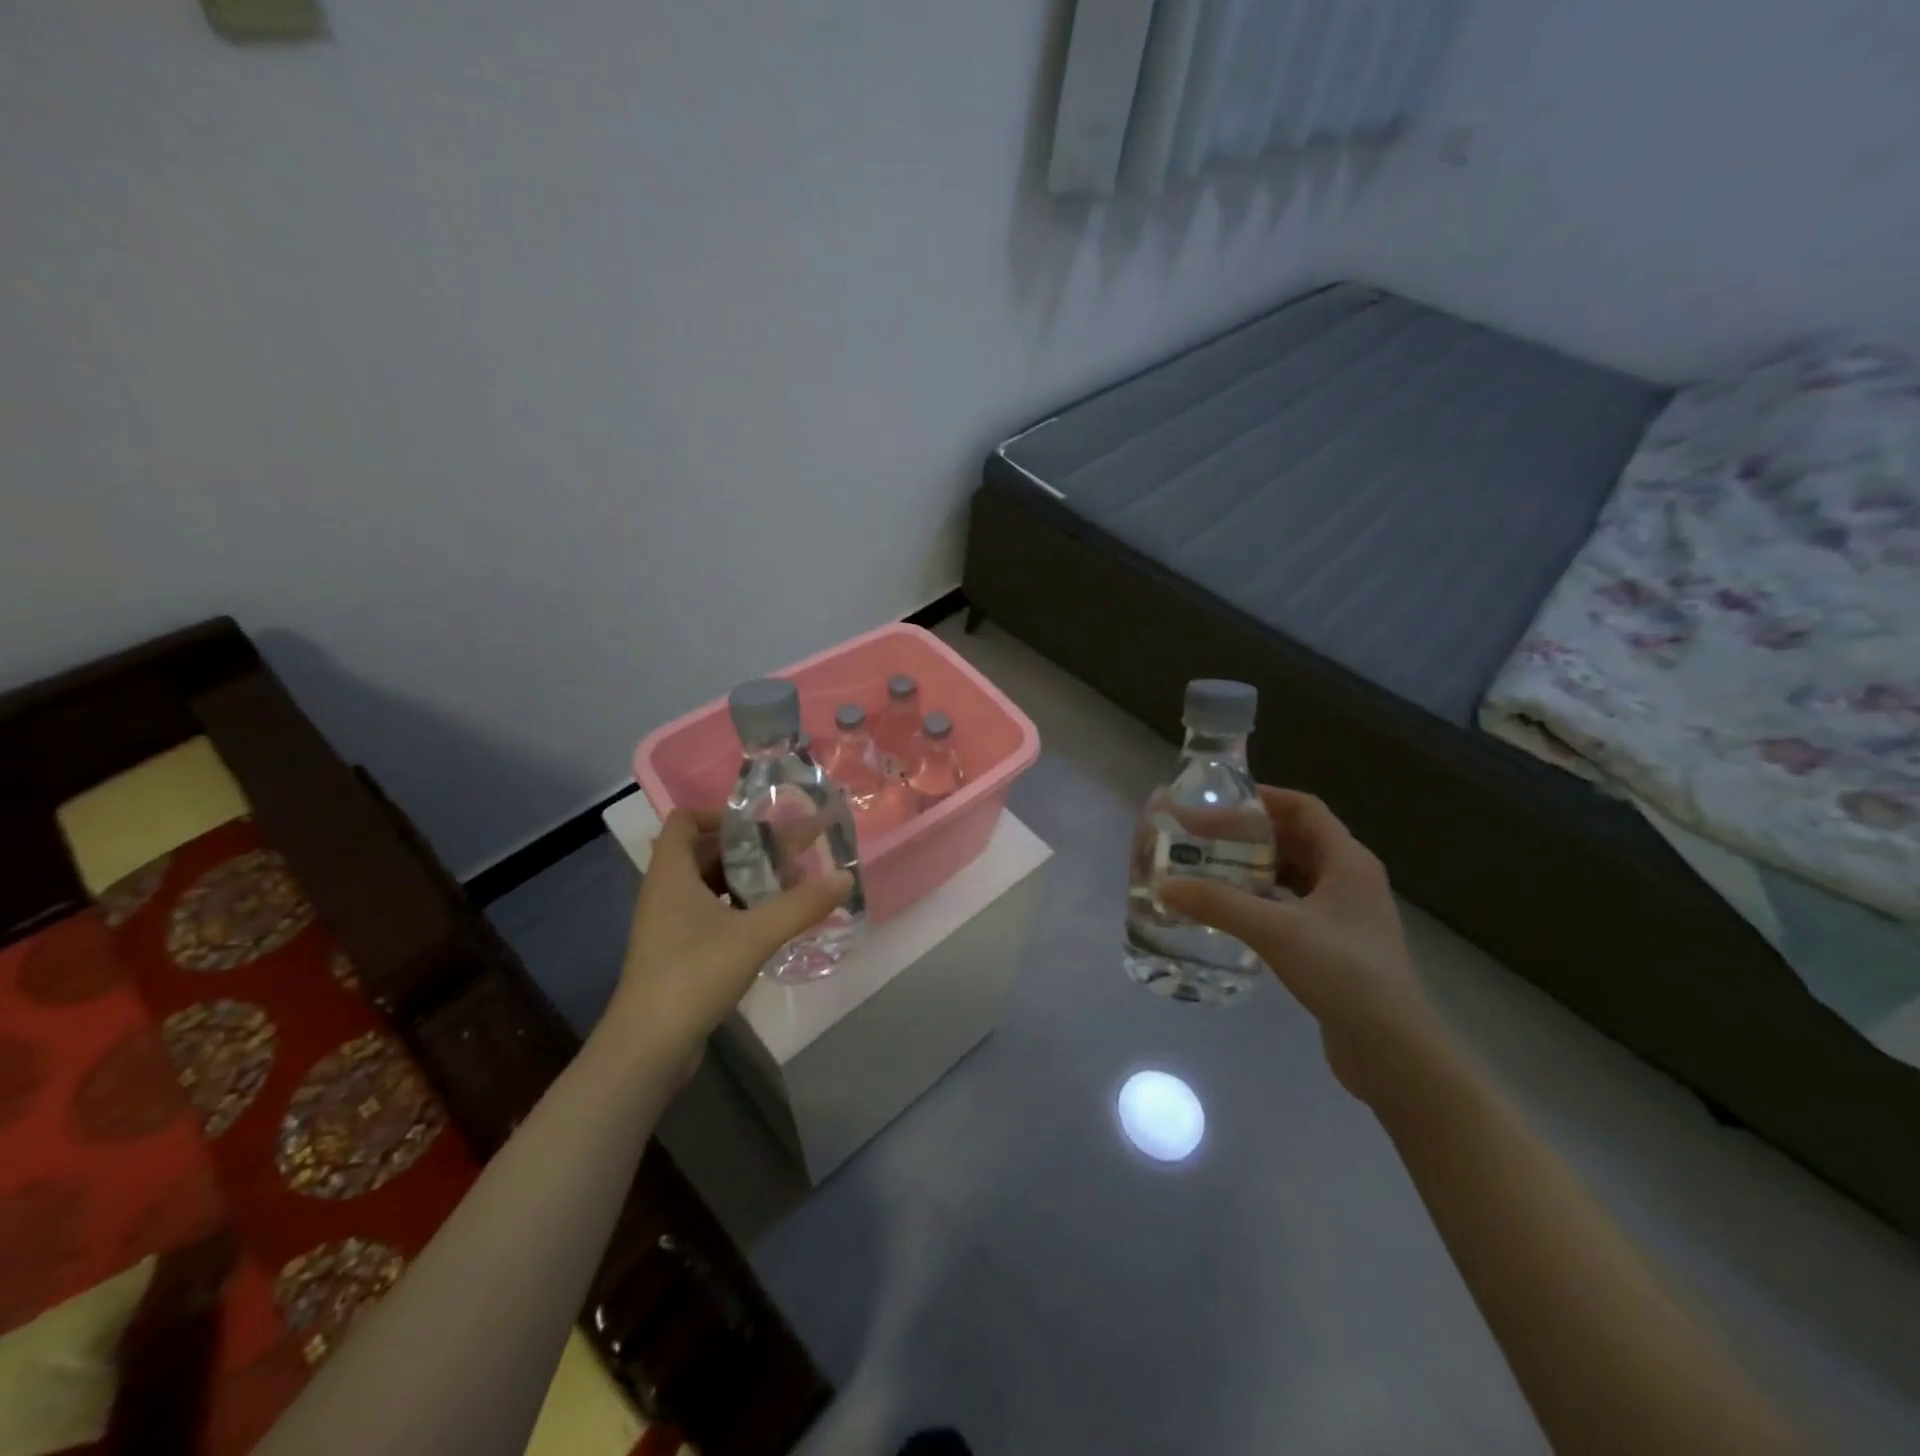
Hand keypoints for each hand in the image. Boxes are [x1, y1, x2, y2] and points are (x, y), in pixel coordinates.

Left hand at [608, 809, 851, 1074]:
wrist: (649, 1047)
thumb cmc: (694, 975)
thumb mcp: (755, 935)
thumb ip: (802, 905)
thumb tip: (845, 878)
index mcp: (671, 874)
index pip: (684, 821)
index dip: (719, 815)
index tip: (760, 827)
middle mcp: (664, 892)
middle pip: (703, 852)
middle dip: (747, 850)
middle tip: (790, 856)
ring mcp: (667, 925)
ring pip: (708, 885)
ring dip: (745, 880)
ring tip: (787, 887)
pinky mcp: (675, 953)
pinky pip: (708, 914)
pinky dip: (737, 909)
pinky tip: (769, 923)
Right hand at [1159, 788, 1448, 1104]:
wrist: (1393, 1051)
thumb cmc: (1343, 973)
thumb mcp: (1275, 931)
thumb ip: (1218, 904)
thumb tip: (1163, 885)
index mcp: (1348, 860)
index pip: (1305, 808)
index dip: (1264, 798)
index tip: (1220, 800)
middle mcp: (1351, 879)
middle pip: (1297, 838)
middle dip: (1252, 833)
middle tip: (1205, 835)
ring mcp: (1346, 914)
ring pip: (1295, 873)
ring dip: (1257, 867)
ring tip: (1212, 867)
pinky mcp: (1337, 944)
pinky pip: (1295, 905)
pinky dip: (1265, 899)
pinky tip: (1234, 911)